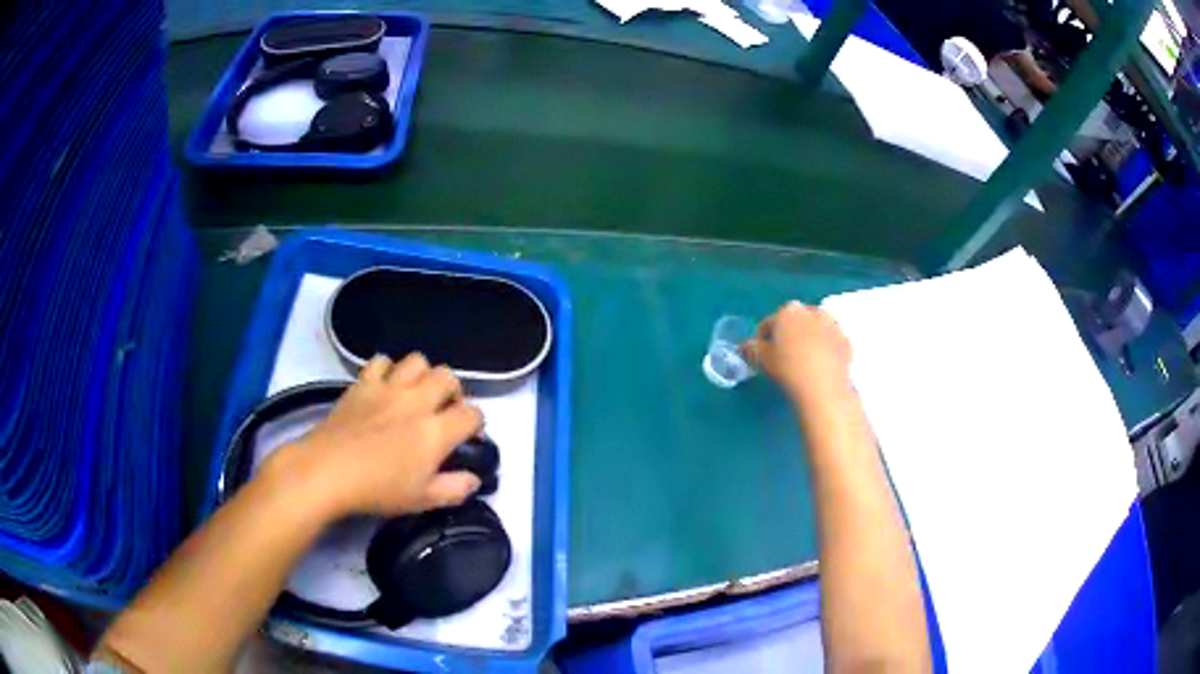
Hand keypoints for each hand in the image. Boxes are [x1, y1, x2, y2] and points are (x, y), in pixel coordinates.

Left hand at [269, 353, 483, 519]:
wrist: (327, 471)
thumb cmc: (377, 489)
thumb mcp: (422, 500)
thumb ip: (454, 489)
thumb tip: (473, 479)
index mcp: (435, 431)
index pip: (472, 414)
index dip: (476, 424)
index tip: (469, 437)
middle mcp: (416, 401)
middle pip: (448, 376)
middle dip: (453, 391)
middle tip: (444, 411)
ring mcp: (388, 387)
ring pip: (417, 360)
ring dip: (423, 375)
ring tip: (416, 394)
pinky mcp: (362, 383)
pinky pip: (381, 361)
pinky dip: (388, 370)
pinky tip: (384, 387)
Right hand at [743, 301, 851, 401]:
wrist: (824, 387)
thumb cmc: (788, 369)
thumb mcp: (762, 360)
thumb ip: (750, 349)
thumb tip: (744, 346)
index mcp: (788, 311)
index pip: (769, 323)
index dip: (763, 339)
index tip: (763, 355)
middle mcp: (812, 311)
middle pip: (795, 322)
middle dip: (789, 335)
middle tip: (784, 357)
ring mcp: (832, 325)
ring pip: (815, 330)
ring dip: (808, 340)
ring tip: (804, 361)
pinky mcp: (846, 341)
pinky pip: (830, 342)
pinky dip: (825, 349)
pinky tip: (820, 366)